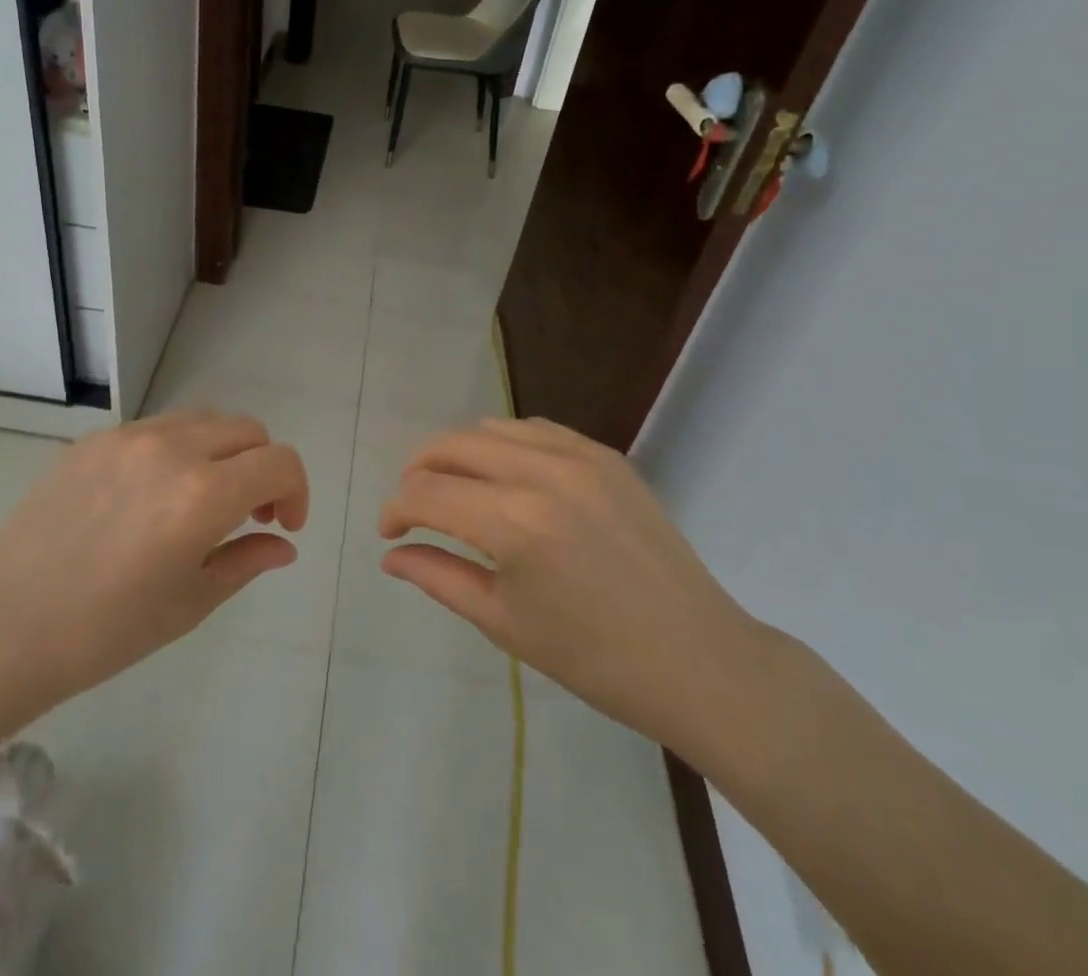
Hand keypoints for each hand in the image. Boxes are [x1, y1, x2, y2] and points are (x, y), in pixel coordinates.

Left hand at [0, 409, 308, 720]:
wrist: (4, 625)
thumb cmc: (106, 630)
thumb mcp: (190, 602)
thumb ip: (246, 560)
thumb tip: (283, 543)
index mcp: (203, 494)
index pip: (280, 462)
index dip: (297, 490)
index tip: (283, 525)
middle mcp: (173, 448)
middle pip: (248, 430)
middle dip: (263, 467)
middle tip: (250, 513)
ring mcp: (130, 437)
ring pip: (205, 420)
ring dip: (223, 452)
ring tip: (203, 498)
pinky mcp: (95, 439)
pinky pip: (158, 428)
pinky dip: (180, 450)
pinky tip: (153, 495)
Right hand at [379, 417, 763, 760]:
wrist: (698, 659)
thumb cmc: (594, 659)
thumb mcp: (504, 622)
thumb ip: (439, 577)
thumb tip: (391, 554)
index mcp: (513, 522)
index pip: (427, 494)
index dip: (395, 510)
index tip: (389, 533)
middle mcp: (541, 472)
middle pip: (452, 445)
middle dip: (418, 471)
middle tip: (413, 506)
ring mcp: (579, 455)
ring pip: (491, 428)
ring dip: (460, 453)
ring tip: (457, 490)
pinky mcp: (606, 455)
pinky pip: (536, 430)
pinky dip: (505, 445)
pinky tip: (506, 477)